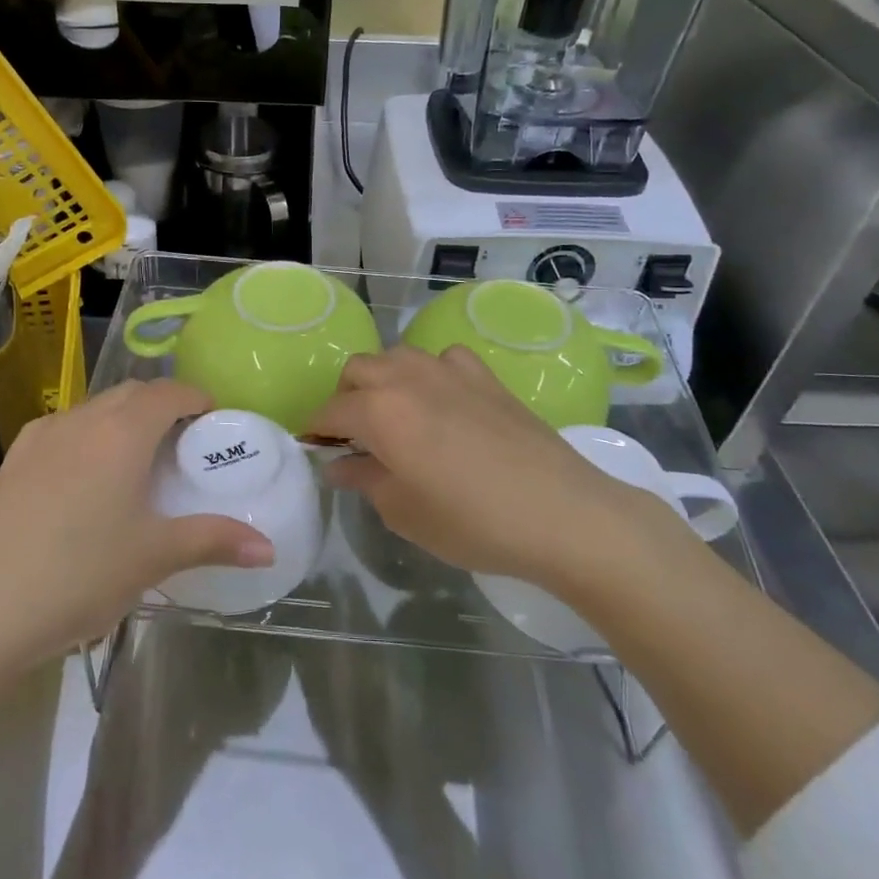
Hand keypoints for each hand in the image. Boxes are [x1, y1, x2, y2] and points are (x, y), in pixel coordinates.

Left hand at [0, 380, 272, 685]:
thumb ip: (214, 541)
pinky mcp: (11, 463)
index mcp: (122, 431)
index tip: (215, 422)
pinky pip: (63, 433)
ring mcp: (39, 438)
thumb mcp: (154, 557)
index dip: (198, 398)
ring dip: (123, 422)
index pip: (170, 391)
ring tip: (137, 465)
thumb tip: (269, 548)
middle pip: (132, 394)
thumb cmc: (78, 575)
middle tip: (183, 446)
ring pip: (94, 411)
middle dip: (163, 407)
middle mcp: (81, 420)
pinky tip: (86, 485)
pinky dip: (89, 440)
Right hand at [311, 345, 675, 585]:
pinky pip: (443, 359)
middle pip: (358, 370)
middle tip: (355, 438)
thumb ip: (364, 479)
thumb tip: (339, 464)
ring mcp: (449, 370)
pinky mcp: (485, 375)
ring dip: (383, 380)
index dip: (316, 431)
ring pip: (397, 357)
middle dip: (346, 399)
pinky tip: (443, 402)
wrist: (561, 513)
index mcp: (379, 411)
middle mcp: (407, 378)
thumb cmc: (472, 522)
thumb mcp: (404, 512)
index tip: (316, 451)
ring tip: (394, 417)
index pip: (330, 411)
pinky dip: (430, 373)